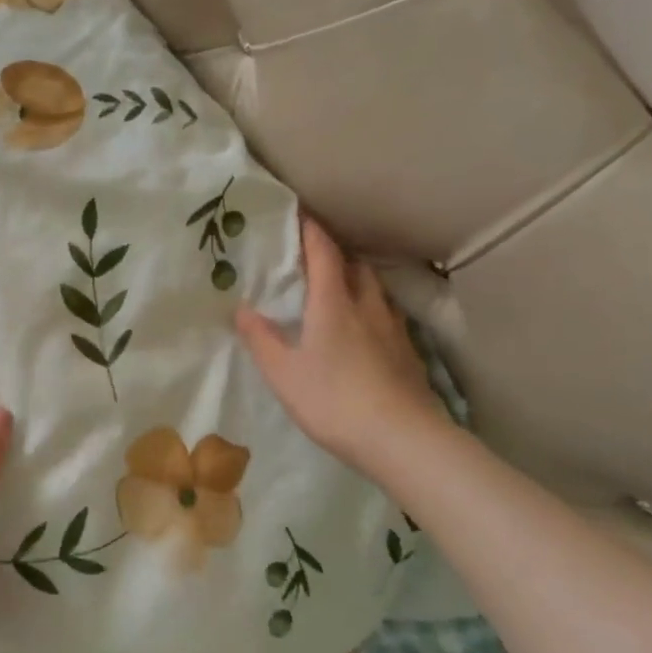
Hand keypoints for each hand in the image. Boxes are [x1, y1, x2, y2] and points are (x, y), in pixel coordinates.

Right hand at [236, 216, 441, 467]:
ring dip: (357, 281)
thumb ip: (261, 339)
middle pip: (356, 266)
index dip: (311, 230)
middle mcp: (367, 306)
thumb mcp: (283, 373)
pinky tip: (365, 332)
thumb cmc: (333, 400)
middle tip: (315, 258)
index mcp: (334, 303)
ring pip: (376, 290)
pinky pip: (388, 316)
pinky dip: (372, 311)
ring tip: (339, 291)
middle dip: (336, 255)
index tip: (299, 214)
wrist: (402, 438)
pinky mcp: (409, 353)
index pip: (324, 253)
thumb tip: (242, 308)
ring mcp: (394, 329)